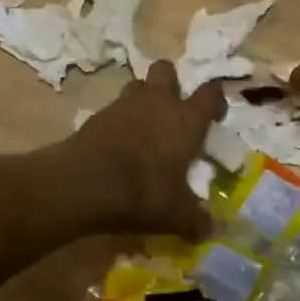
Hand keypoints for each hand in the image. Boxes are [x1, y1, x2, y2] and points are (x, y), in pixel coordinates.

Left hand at [61, 60, 221, 239]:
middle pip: (166, 69)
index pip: (210, 93)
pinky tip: (118, 143)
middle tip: (173, 108)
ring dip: (143, 98)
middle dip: (171, 82)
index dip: (216, 99)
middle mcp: (158, 102)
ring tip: (144, 124)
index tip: (215, 115)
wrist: (83, 184)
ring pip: (137, 84)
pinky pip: (114, 108)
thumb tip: (209, 231)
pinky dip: (119, 120)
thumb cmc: (142, 192)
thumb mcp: (175, 215)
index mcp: (186, 119)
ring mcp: (124, 105)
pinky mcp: (97, 115)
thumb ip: (195, 221)